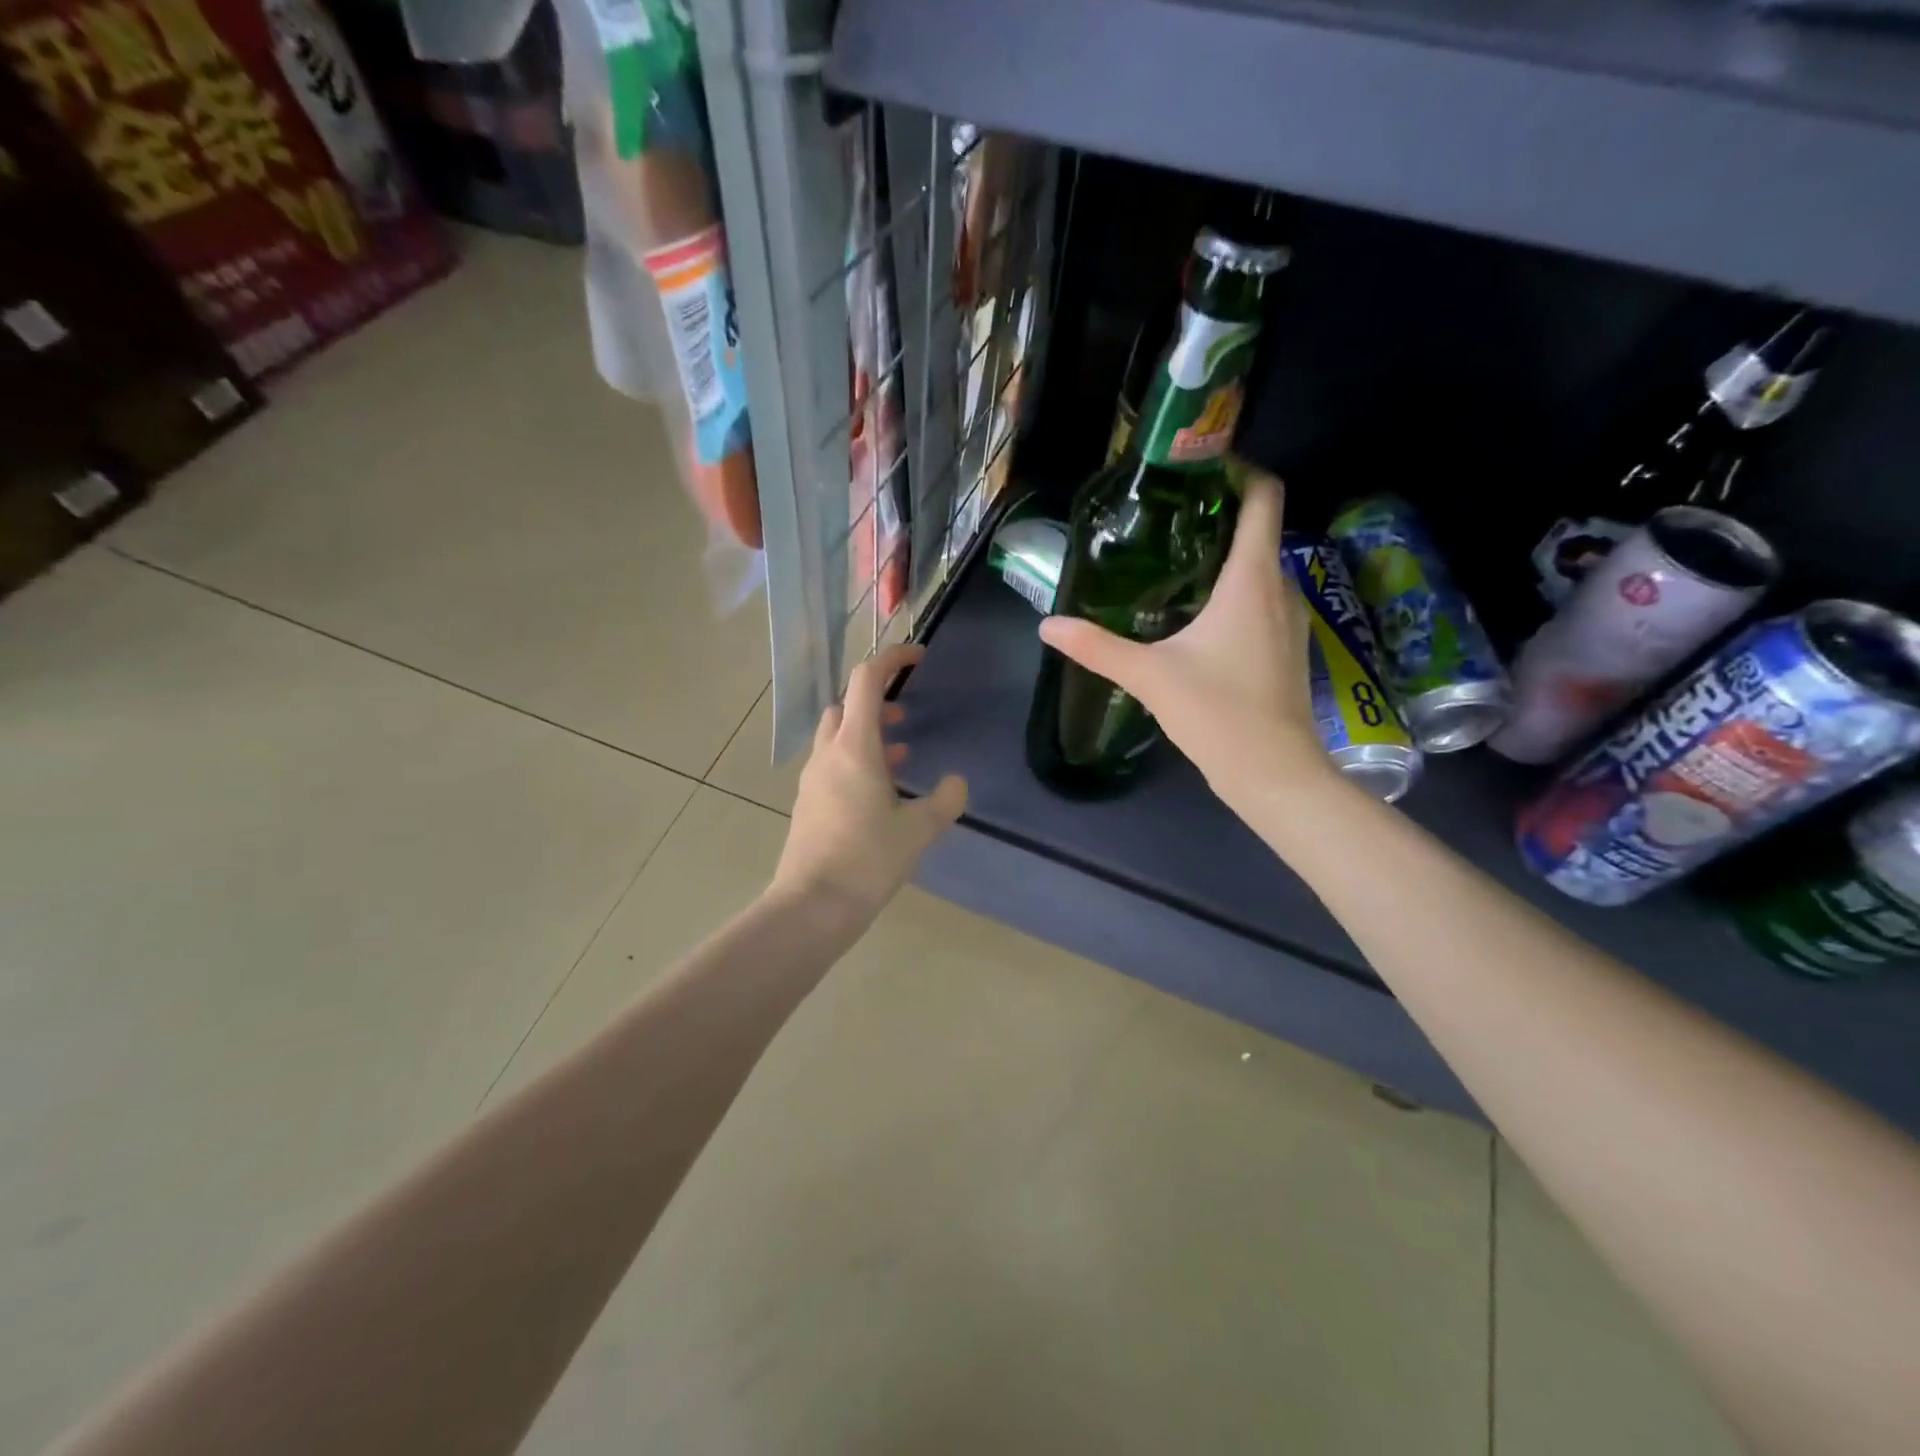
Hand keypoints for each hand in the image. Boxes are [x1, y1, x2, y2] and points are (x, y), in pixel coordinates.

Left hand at [770, 644, 967, 925]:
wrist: (812, 905)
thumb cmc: (867, 859)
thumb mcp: (918, 830)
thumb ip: (945, 800)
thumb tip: (957, 783)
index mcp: (854, 747)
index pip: (867, 680)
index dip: (892, 659)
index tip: (919, 657)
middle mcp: (828, 753)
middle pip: (846, 705)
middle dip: (877, 700)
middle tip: (907, 715)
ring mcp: (813, 778)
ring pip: (838, 736)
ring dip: (867, 733)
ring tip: (900, 753)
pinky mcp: (808, 802)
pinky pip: (833, 764)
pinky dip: (856, 760)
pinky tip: (879, 791)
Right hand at [1038, 467, 1333, 808]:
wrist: (1275, 773)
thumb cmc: (1218, 714)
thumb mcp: (1149, 676)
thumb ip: (1096, 647)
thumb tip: (1047, 626)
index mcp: (1251, 580)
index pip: (1264, 498)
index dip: (1240, 471)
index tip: (1199, 468)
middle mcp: (1281, 588)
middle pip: (1259, 529)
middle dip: (1219, 515)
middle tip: (1166, 518)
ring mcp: (1292, 619)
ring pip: (1262, 567)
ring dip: (1227, 556)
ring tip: (1176, 561)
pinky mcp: (1288, 647)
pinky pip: (1264, 599)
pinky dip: (1236, 590)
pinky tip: (1199, 615)